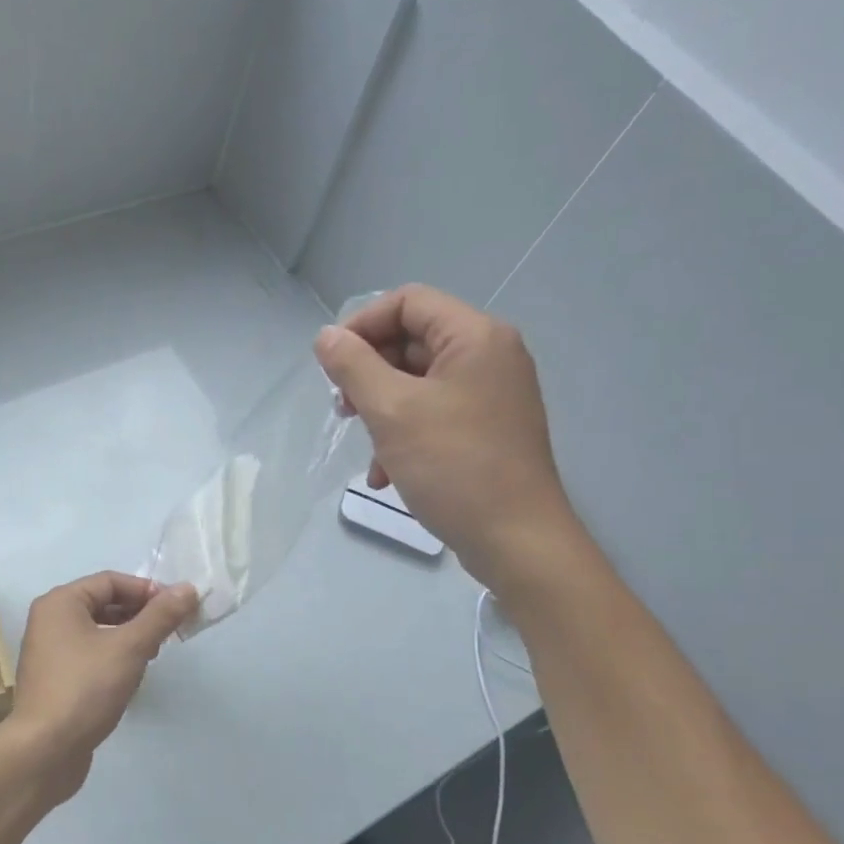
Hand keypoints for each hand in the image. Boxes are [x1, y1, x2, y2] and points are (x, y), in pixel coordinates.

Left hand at [0, 572, 198, 804]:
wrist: (45, 751)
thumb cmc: (86, 688)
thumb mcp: (130, 647)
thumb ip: (160, 616)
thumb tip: (188, 588)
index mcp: (60, 603)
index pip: (111, 581)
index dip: (147, 590)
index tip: (178, 608)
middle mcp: (50, 620)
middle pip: (104, 603)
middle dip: (140, 614)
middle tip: (170, 631)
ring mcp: (49, 652)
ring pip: (98, 631)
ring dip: (129, 636)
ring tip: (154, 653)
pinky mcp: (55, 679)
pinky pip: (90, 654)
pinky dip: (114, 657)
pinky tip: (132, 676)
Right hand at [313, 284, 582, 596]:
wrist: (517, 540)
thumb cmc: (454, 466)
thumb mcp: (392, 412)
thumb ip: (353, 366)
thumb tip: (325, 337)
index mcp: (475, 337)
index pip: (408, 302)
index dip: (362, 325)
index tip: (331, 364)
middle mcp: (489, 356)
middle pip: (412, 341)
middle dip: (369, 373)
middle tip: (343, 408)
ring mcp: (491, 395)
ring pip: (418, 383)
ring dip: (381, 409)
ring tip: (363, 445)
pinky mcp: (487, 429)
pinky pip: (435, 413)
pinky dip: (404, 434)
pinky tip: (385, 474)